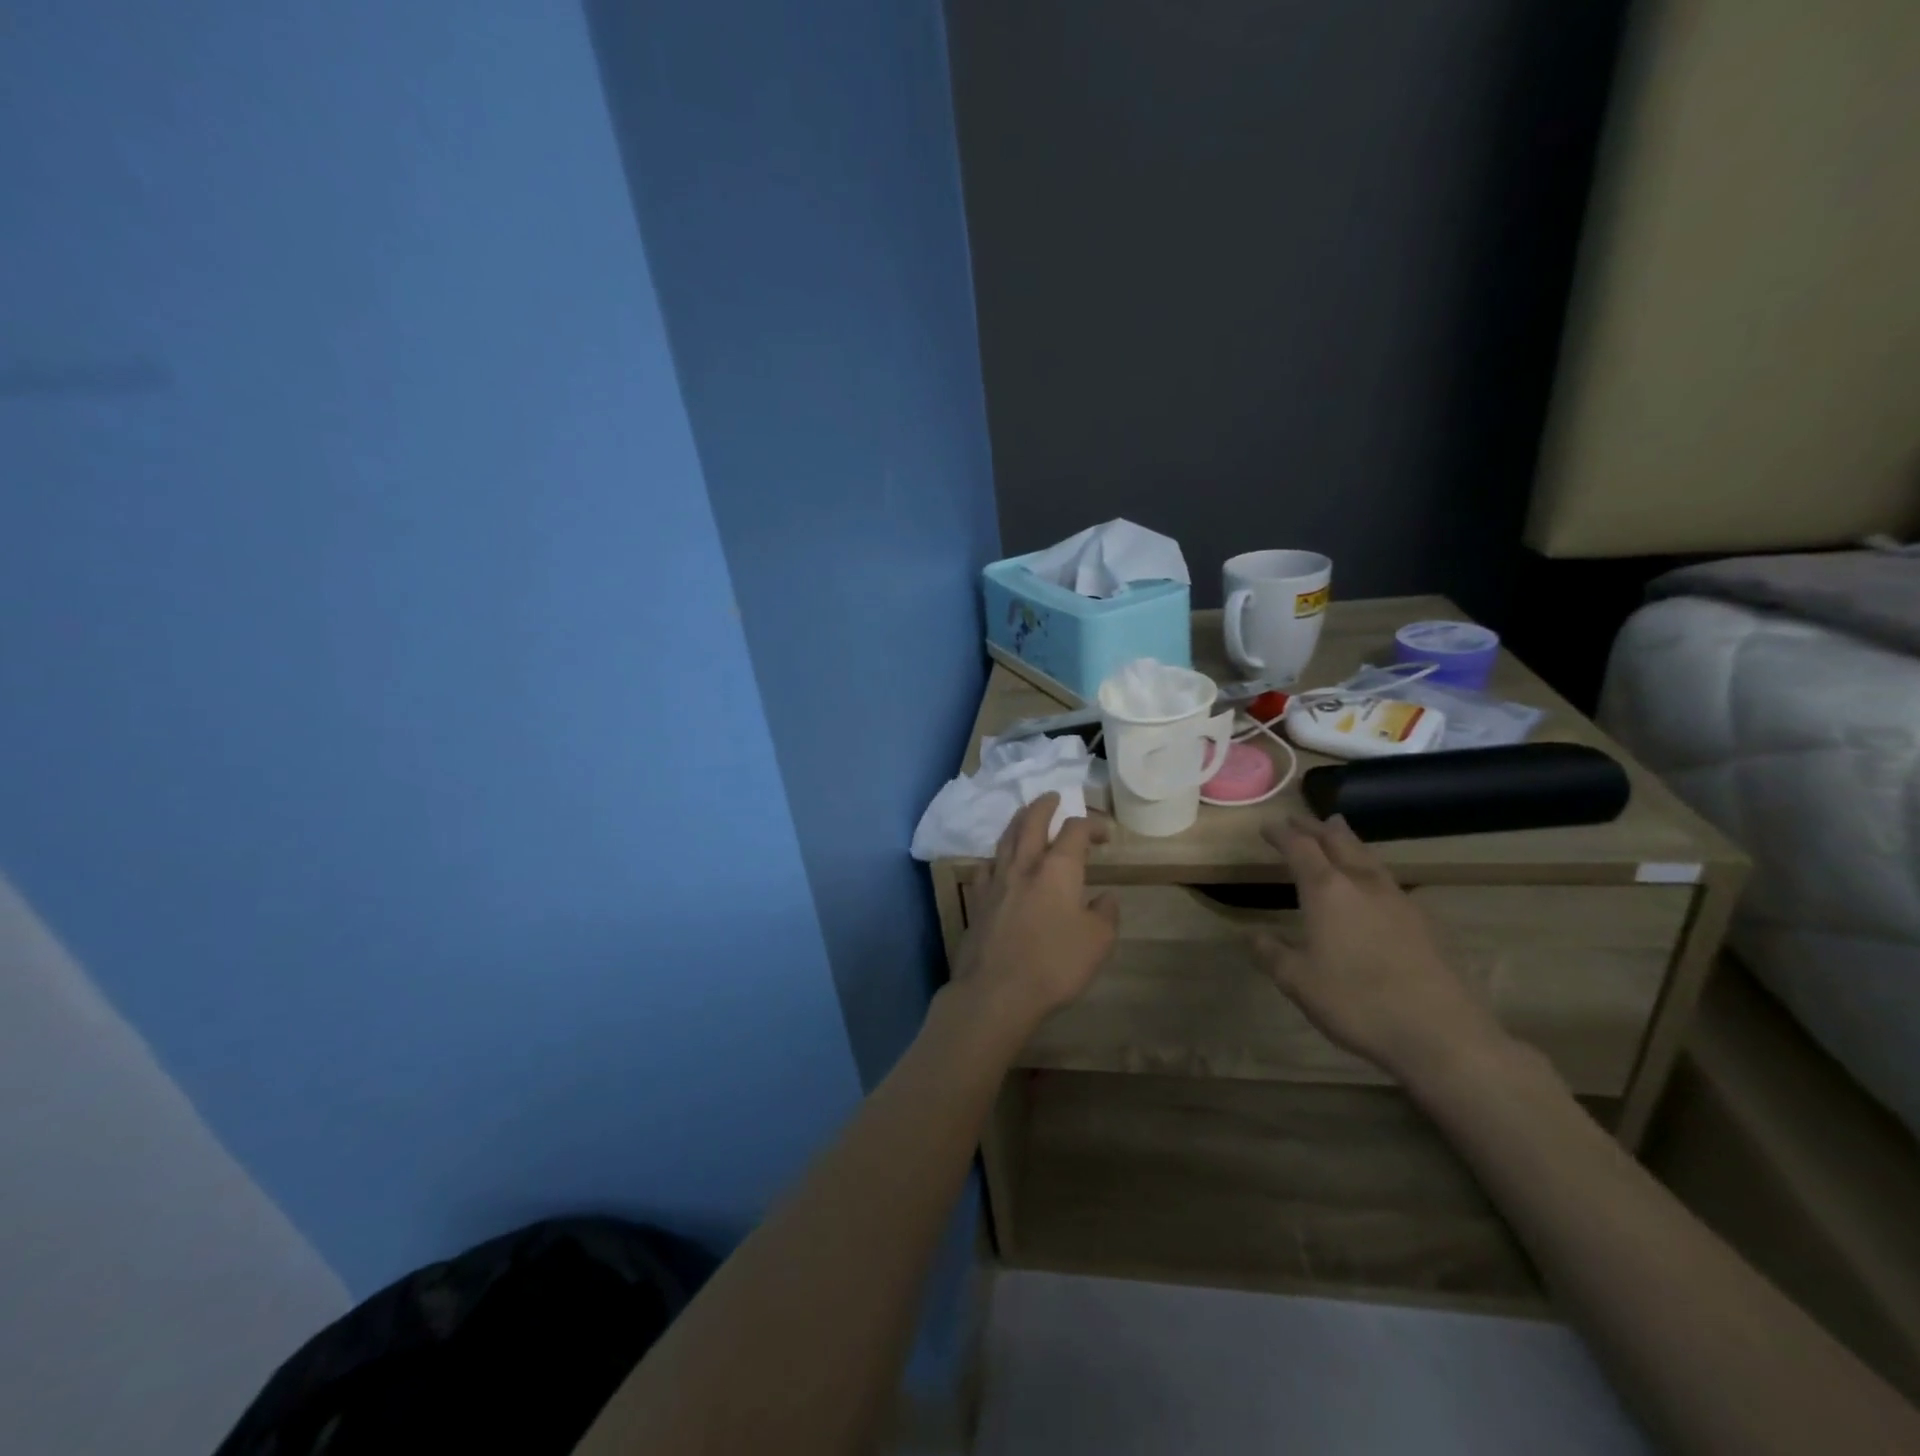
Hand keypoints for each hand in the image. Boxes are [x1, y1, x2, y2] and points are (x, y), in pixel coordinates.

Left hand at [950, 794, 1119, 1032]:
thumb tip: (1103, 898)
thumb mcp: (1098, 942)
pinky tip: (997, 863)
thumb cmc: (1055, 964)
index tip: (1104, 834)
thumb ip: (1105, 914)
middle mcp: (1024, 866)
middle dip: (1044, 805)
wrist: (997, 991)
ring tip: (1024, 816)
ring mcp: (996, 882)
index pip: (1075, 832)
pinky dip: (996, 858)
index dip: (1091, 825)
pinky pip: (986, 867)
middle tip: (1052, 796)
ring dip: (1018, 822)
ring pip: (1005, 839)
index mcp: (1057, 870)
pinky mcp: (977, 901)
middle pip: (1032, 822)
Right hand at [1251, 815, 1509, 1081]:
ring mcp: (1398, 900)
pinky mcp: (1424, 921)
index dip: (1282, 835)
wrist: (1441, 1033)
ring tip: (1338, 830)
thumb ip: (1271, 953)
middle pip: (1337, 842)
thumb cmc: (1357, 1002)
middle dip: (1315, 828)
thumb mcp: (1298, 982)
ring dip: (1347, 840)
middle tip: (1299, 819)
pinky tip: (1372, 882)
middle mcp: (1362, 884)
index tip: (1267, 826)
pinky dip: (1370, 867)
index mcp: (1327, 891)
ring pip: (1368, 856)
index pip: (1300, 848)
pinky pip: (1388, 879)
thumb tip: (1251, 935)